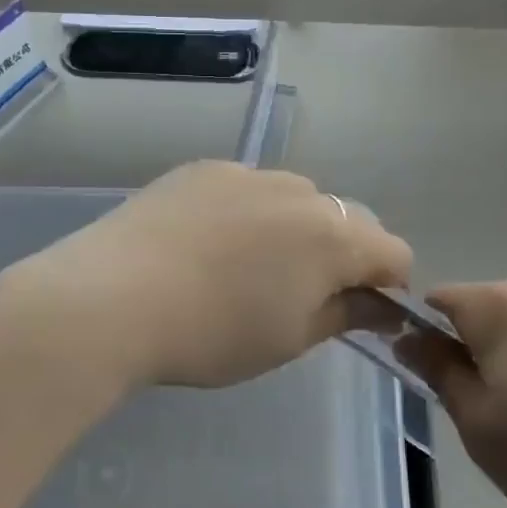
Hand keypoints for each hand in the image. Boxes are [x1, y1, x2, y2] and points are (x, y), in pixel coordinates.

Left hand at [0, 162, 413, 390]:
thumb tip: (382, 305)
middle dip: (341, 254)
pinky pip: (246, 188)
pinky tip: (207, 243)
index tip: (360, 312)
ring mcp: (246, 172)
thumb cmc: (213, 333)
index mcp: (332, 236)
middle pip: (346, 219)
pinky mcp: (203, 168)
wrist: (114, 297)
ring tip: (247, 266)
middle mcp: (298, 191)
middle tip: (300, 293)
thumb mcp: (289, 338)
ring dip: (293, 228)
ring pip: (294, 199)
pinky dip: (247, 212)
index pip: (392, 251)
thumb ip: (346, 314)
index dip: (387, 284)